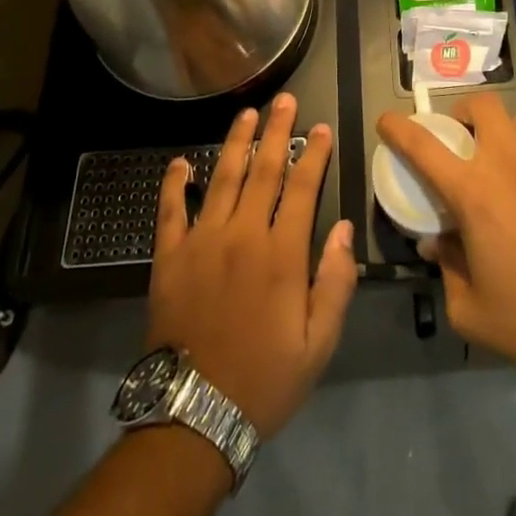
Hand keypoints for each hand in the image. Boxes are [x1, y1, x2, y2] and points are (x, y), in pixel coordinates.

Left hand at [148, 93, 356, 438]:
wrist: (194, 416)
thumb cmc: (264, 380)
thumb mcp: (319, 344)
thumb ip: (336, 282)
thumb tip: (346, 228)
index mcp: (282, 254)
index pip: (302, 188)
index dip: (314, 154)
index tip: (321, 127)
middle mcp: (242, 235)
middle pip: (264, 170)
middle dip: (278, 131)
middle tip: (285, 100)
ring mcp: (202, 241)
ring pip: (222, 178)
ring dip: (236, 142)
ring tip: (247, 113)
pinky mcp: (169, 257)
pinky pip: (170, 210)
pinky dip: (174, 183)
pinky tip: (179, 162)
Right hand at [376, 95, 515, 381]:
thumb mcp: (468, 308)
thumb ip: (445, 266)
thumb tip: (436, 241)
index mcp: (473, 193)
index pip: (423, 146)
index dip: (398, 128)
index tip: (386, 122)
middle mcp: (506, 163)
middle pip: (478, 107)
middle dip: (459, 114)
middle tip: (453, 139)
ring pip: (513, 116)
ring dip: (494, 127)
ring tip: (492, 153)